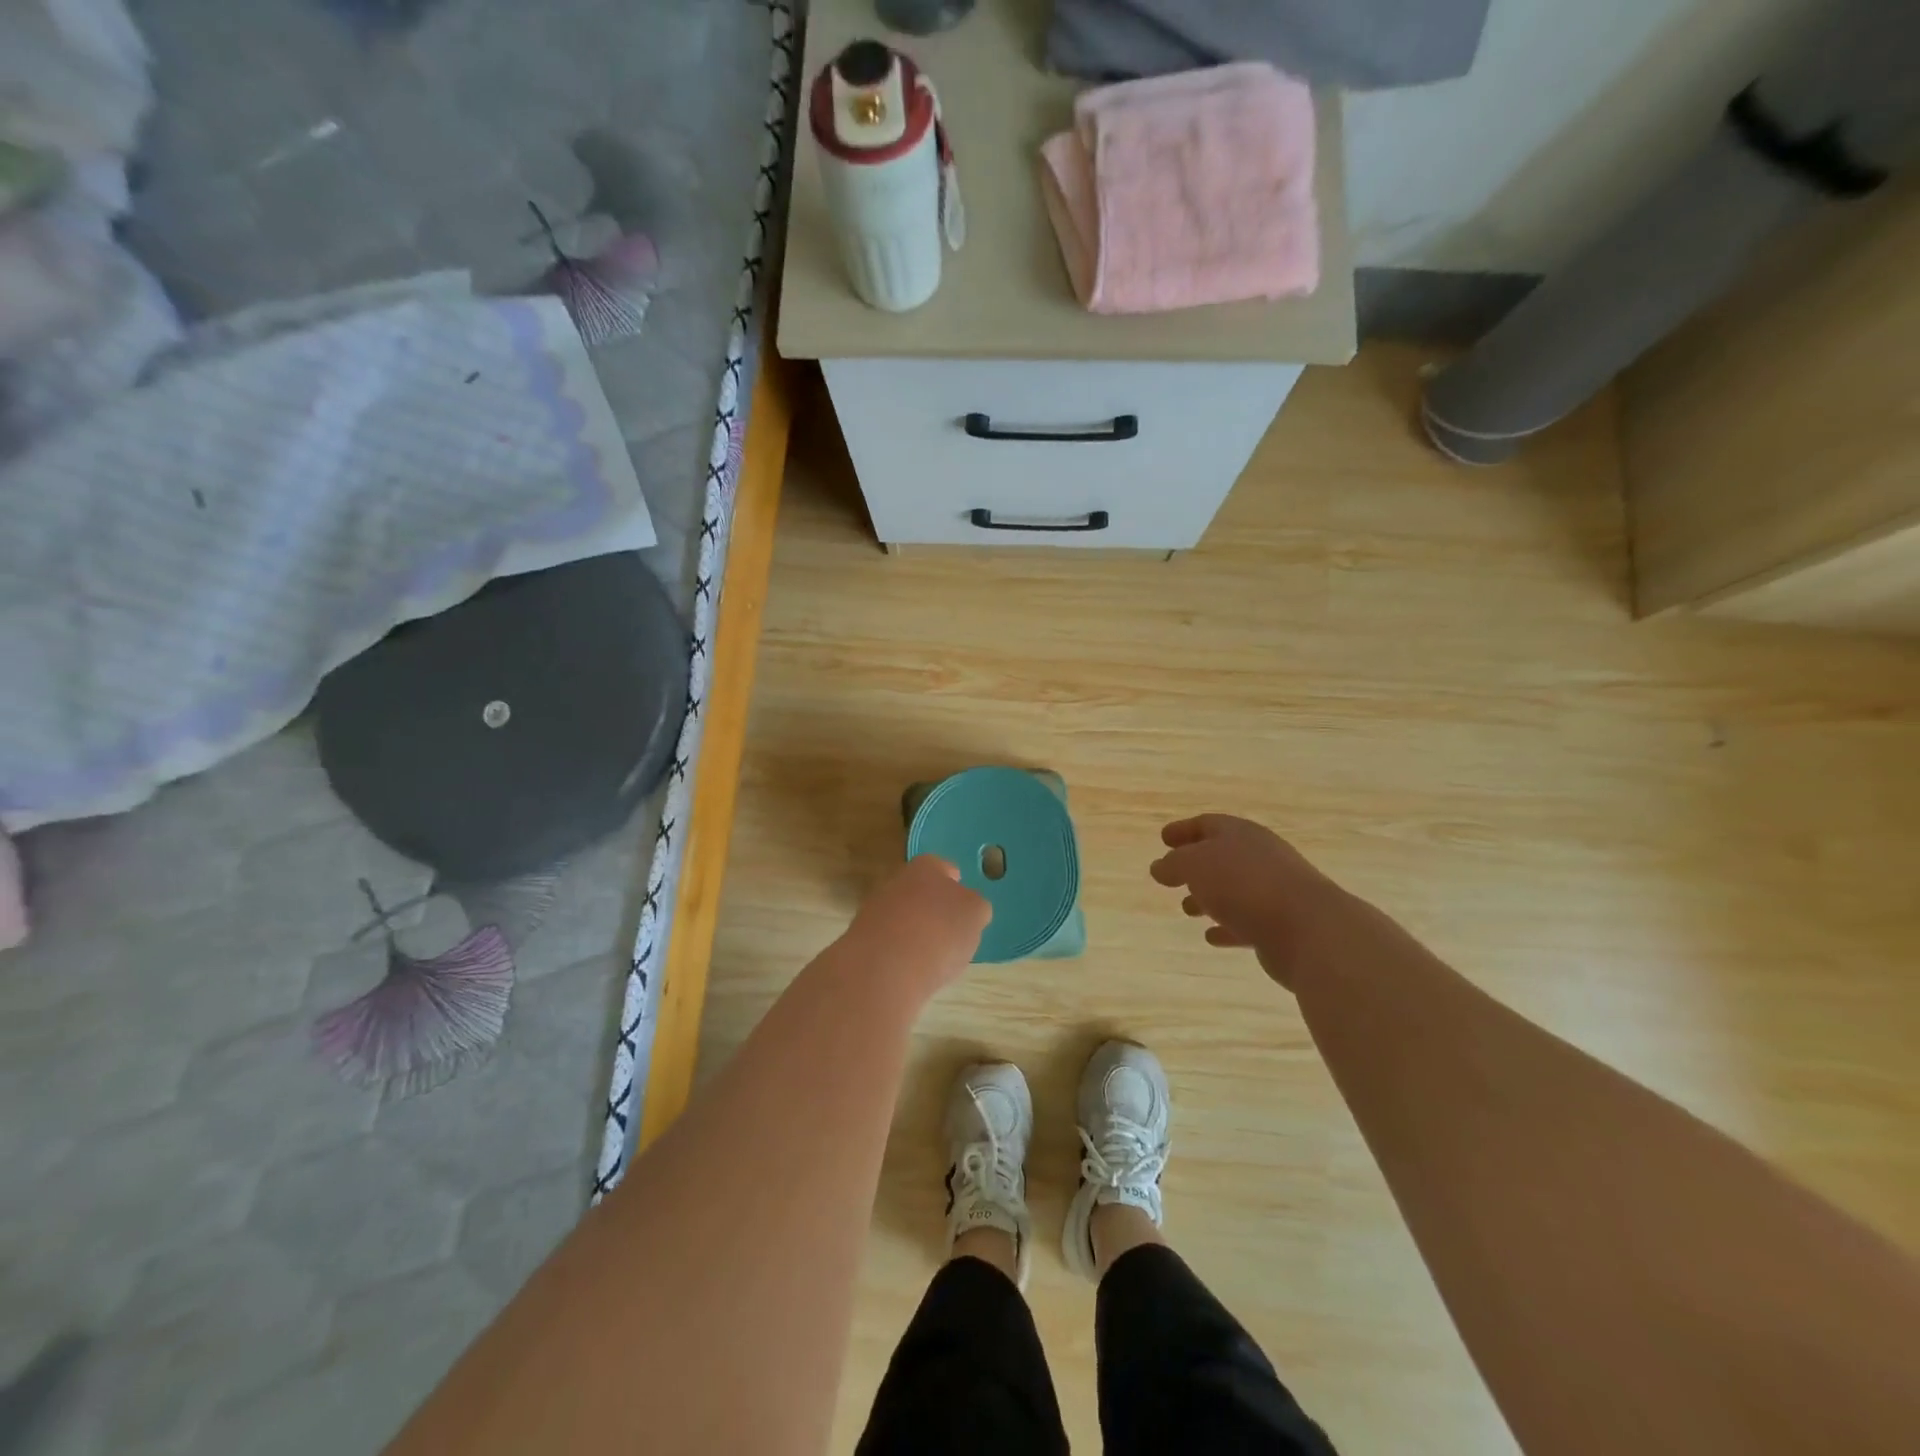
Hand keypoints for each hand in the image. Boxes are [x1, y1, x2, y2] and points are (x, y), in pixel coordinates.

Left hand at [843, 854, 990, 990]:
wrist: (884, 968)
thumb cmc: (940, 932)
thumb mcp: (975, 915)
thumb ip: (974, 906)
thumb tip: (967, 908)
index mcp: (927, 866)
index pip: (946, 870)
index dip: (957, 888)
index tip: (964, 910)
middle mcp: (898, 880)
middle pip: (922, 892)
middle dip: (935, 910)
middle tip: (951, 935)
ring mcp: (875, 909)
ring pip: (904, 917)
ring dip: (916, 932)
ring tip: (933, 960)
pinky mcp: (862, 940)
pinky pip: (890, 943)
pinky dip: (900, 954)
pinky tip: (910, 972)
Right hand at [1150, 815, 1357, 989]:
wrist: (1308, 929)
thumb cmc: (1244, 885)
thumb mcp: (1195, 866)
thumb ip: (1173, 864)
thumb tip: (1160, 866)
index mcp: (1240, 834)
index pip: (1208, 824)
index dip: (1184, 830)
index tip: (1163, 838)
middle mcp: (1260, 857)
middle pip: (1223, 856)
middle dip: (1195, 866)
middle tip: (1172, 876)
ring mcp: (1274, 891)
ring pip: (1234, 890)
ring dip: (1209, 897)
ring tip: (1186, 908)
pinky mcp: (1282, 925)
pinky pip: (1247, 922)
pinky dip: (1227, 926)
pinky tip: (1211, 936)